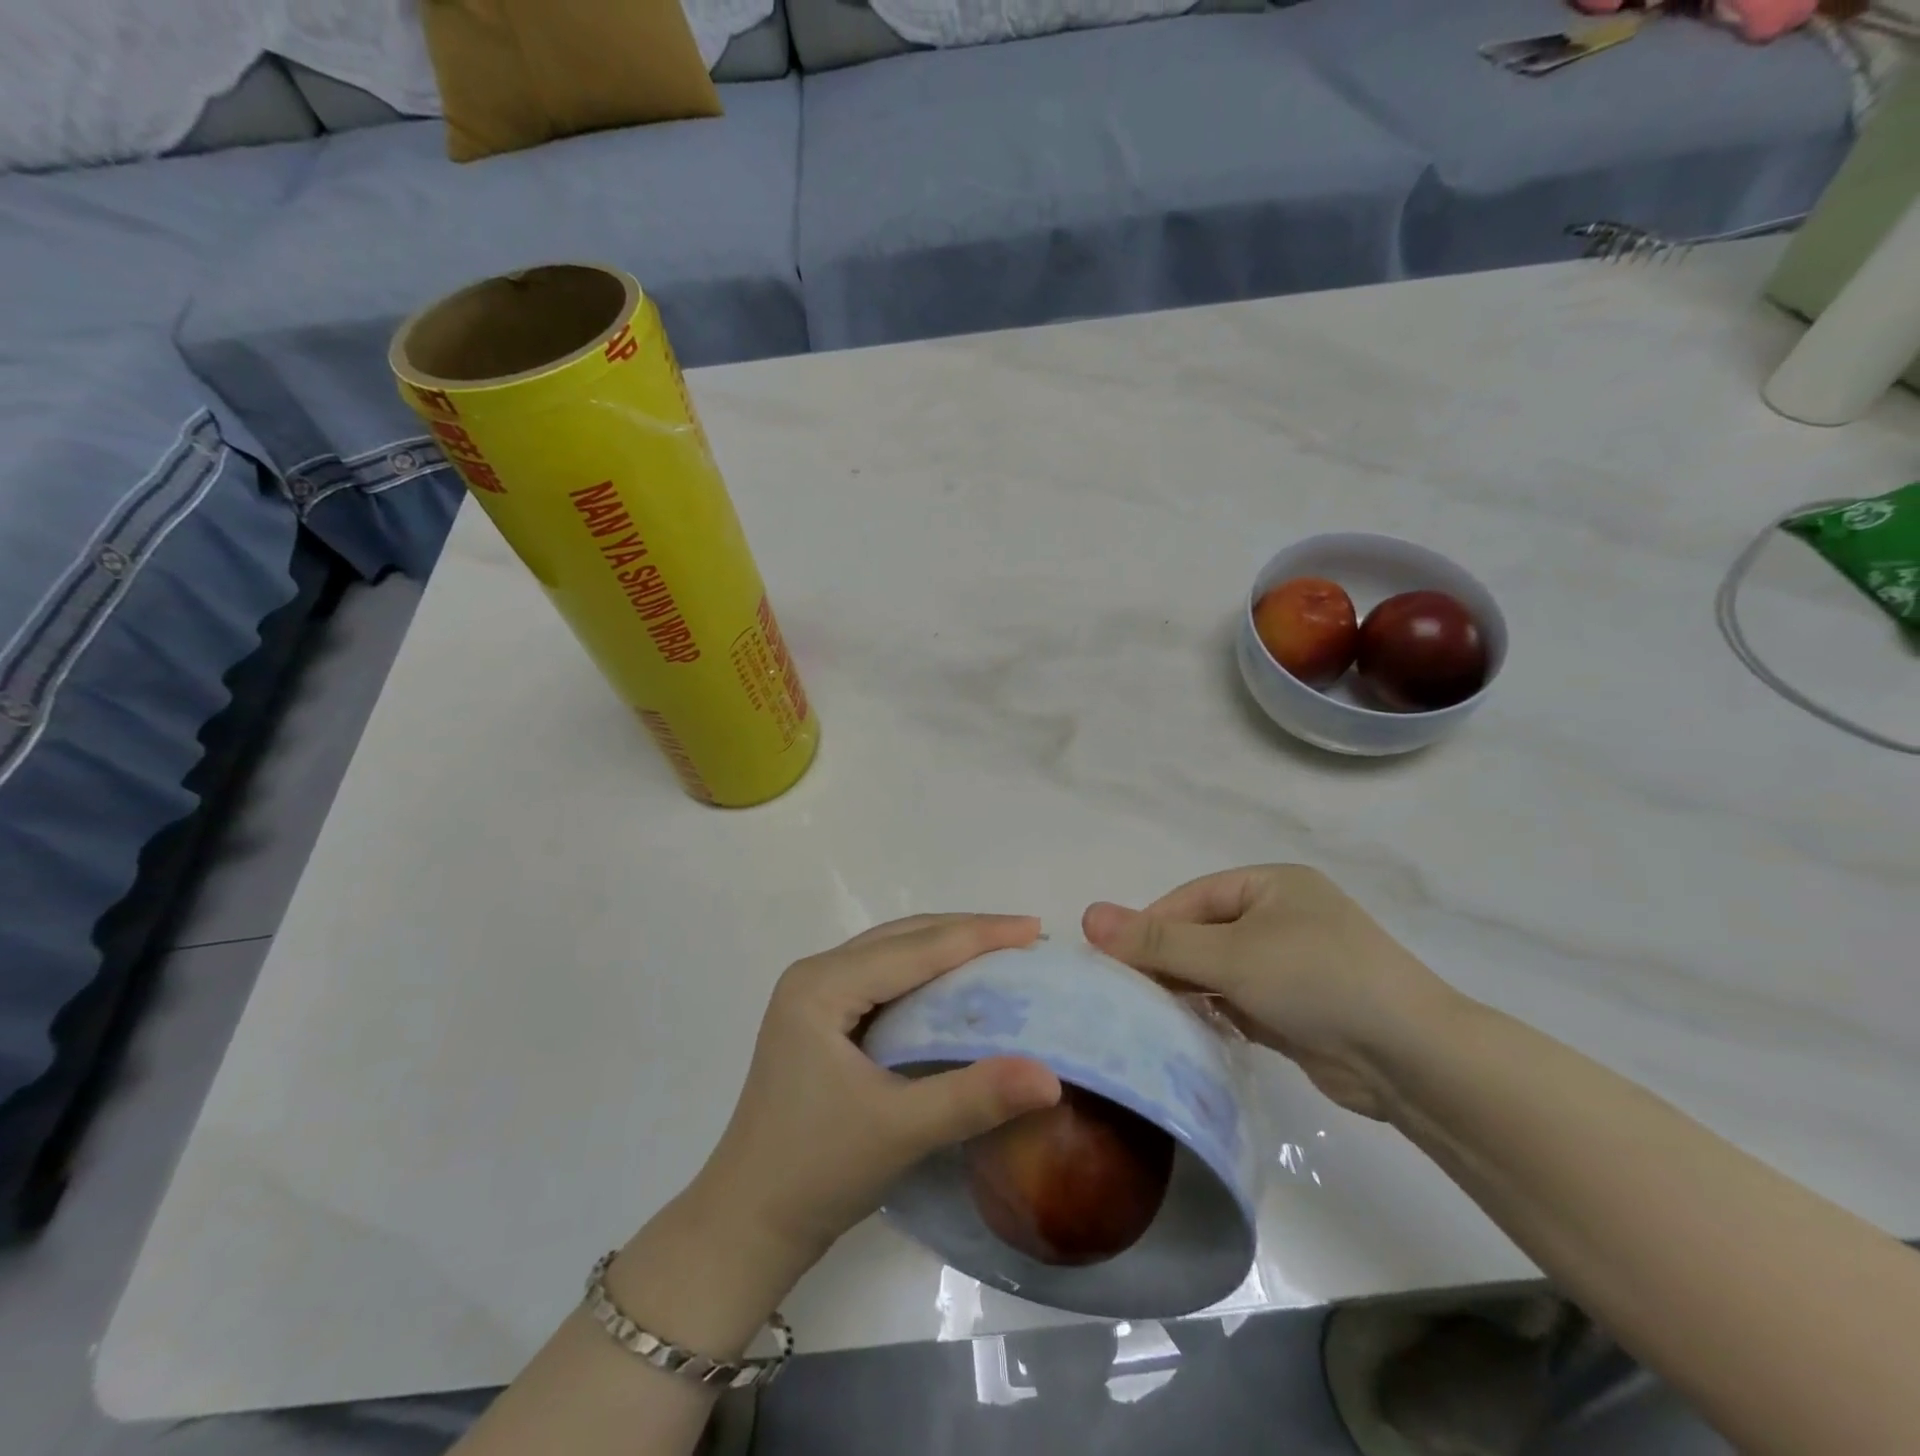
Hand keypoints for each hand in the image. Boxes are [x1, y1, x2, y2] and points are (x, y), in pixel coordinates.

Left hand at [691, 914, 1061, 1277]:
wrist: (746, 1225)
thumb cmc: (815, 1171)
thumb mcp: (900, 1130)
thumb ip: (974, 1097)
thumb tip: (1051, 1077)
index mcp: (823, 985)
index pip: (915, 948)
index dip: (979, 935)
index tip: (1035, 928)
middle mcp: (816, 975)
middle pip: (903, 938)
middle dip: (966, 933)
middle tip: (1026, 938)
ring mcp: (814, 996)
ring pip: (893, 953)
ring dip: (946, 949)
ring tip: (1001, 953)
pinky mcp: (820, 1020)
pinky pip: (883, 978)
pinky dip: (925, 975)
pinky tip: (956, 988)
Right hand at [1082, 865, 1454, 1119]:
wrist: (1414, 1060)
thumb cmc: (1318, 980)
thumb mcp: (1231, 954)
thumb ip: (1158, 940)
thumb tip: (1088, 916)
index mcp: (1270, 885)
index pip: (1190, 900)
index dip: (1148, 927)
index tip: (1108, 961)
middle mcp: (1279, 918)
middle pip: (1201, 934)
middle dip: (1164, 961)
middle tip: (1120, 993)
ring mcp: (1289, 965)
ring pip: (1216, 971)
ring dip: (1184, 991)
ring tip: (1143, 1016)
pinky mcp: (1294, 1009)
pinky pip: (1236, 1002)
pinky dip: (1210, 1014)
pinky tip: (1182, 1033)